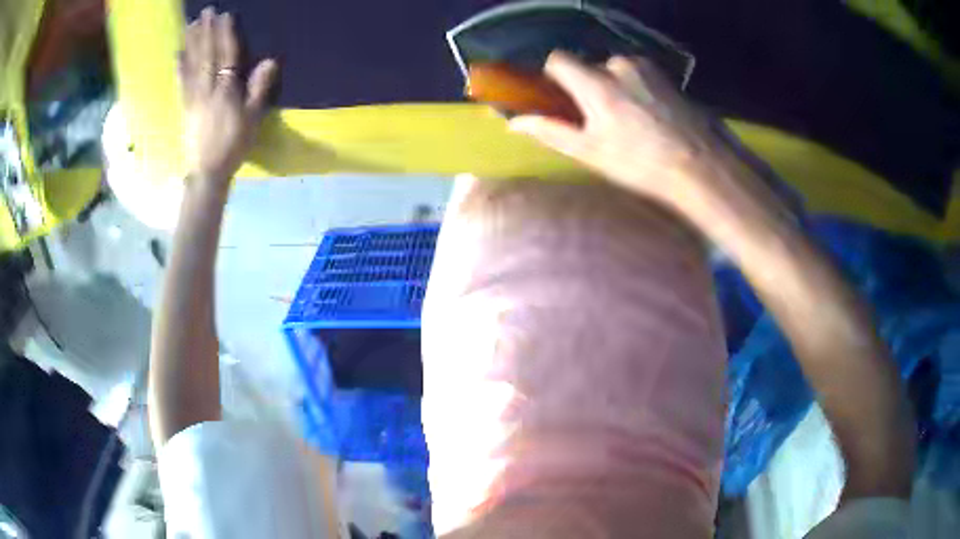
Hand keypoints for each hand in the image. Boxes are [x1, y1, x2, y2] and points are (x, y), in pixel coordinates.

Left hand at [180, 7, 276, 188]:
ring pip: (192, 65)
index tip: (225, 15)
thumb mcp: (252, 119)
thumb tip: (269, 62)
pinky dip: (179, 66)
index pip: (226, 55)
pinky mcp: (184, 107)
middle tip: (205, 11)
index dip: (226, 34)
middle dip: (206, 31)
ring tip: (192, 25)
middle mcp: (207, 89)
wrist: (207, 171)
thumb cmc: (233, 145)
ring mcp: (193, 97)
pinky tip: (178, 53)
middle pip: (206, 55)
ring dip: (192, 43)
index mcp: (226, 91)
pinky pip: (181, 82)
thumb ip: (259, 90)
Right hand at [509, 52, 726, 211]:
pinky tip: (649, 117)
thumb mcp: (591, 152)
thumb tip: (514, 122)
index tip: (562, 98)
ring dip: (613, 88)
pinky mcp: (665, 75)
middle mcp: (619, 65)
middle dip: (588, 88)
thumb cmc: (642, 164)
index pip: (558, 59)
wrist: (701, 167)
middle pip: (588, 67)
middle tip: (602, 121)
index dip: (554, 76)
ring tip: (630, 122)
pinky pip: (636, 74)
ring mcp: (646, 68)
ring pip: (614, 70)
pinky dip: (634, 89)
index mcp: (597, 83)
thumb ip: (550, 130)